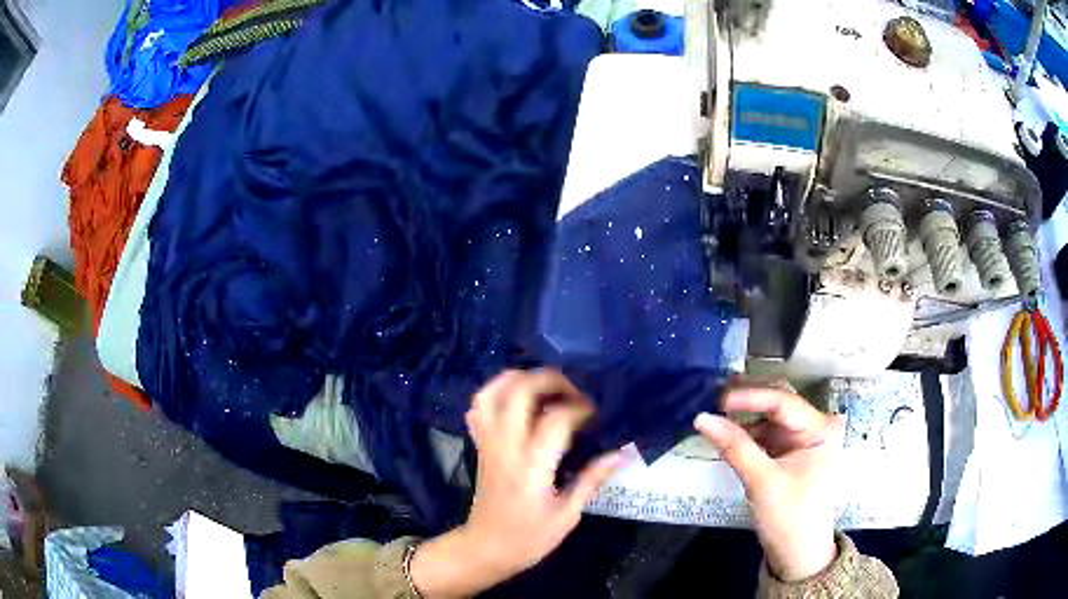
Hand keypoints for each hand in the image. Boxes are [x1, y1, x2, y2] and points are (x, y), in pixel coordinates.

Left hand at [410, 370, 623, 596]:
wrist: (486, 548)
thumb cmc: (529, 538)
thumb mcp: (567, 515)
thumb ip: (591, 479)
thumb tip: (621, 452)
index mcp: (531, 467)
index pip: (556, 419)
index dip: (581, 409)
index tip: (596, 417)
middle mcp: (506, 446)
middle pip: (520, 391)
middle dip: (551, 380)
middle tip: (575, 392)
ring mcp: (488, 443)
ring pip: (492, 392)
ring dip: (520, 379)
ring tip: (546, 387)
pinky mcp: (480, 445)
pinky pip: (479, 408)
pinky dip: (497, 393)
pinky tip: (518, 401)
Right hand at [694, 385, 843, 581]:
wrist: (797, 553)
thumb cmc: (789, 517)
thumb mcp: (762, 481)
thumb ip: (734, 447)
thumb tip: (701, 418)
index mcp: (821, 428)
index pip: (783, 401)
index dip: (750, 397)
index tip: (718, 400)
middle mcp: (816, 425)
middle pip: (779, 402)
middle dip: (747, 400)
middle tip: (712, 398)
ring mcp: (803, 438)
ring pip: (770, 416)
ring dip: (744, 417)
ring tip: (714, 414)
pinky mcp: (791, 451)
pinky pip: (767, 433)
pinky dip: (747, 432)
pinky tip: (726, 432)